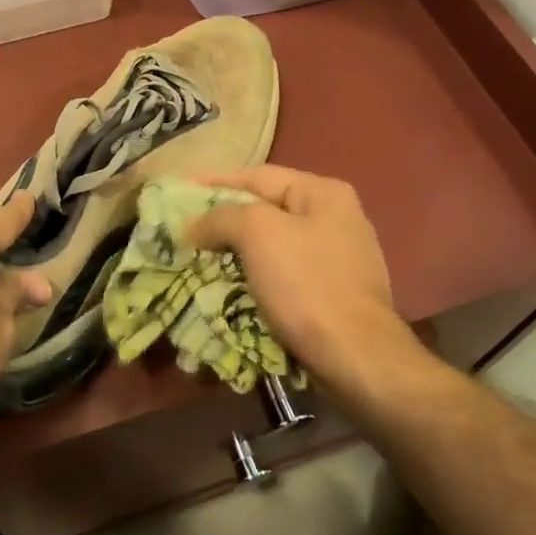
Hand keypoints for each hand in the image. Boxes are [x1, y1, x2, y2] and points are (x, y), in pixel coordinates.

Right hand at [188, 166, 425, 411]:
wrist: (356, 358)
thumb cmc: (307, 285)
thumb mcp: (258, 234)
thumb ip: (222, 217)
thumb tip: (195, 225)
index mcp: (323, 193)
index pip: (257, 176)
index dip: (214, 181)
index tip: (178, 189)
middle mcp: (335, 219)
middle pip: (265, 210)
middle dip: (222, 219)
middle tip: (183, 227)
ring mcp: (336, 259)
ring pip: (271, 246)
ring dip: (234, 251)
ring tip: (196, 257)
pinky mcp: (330, 294)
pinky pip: (281, 275)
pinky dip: (253, 277)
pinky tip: (227, 286)